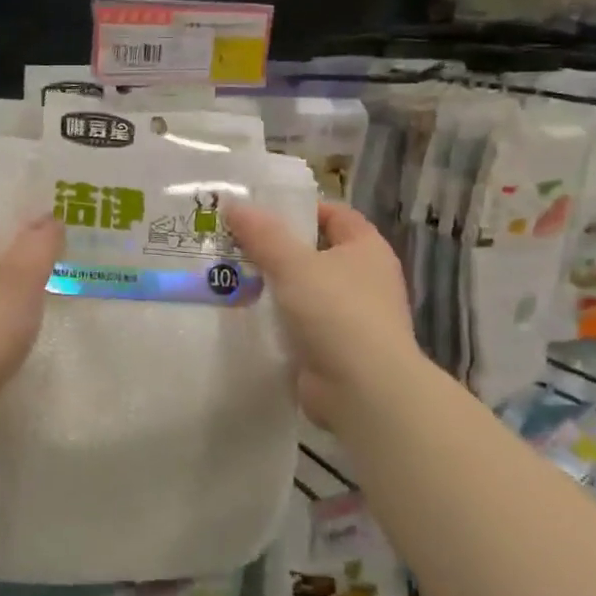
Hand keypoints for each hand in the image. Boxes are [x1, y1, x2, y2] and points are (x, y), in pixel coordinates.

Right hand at [224, 200, 421, 427]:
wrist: (363, 390)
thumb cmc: (337, 312)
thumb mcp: (293, 264)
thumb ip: (262, 234)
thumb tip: (234, 204)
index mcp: (366, 249)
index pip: (334, 214)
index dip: (300, 209)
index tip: (259, 212)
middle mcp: (365, 279)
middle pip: (315, 252)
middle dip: (276, 248)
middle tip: (234, 243)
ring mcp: (351, 317)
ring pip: (305, 290)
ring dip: (273, 287)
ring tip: (229, 277)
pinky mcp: (335, 349)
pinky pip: (300, 325)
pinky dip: (277, 321)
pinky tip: (244, 317)